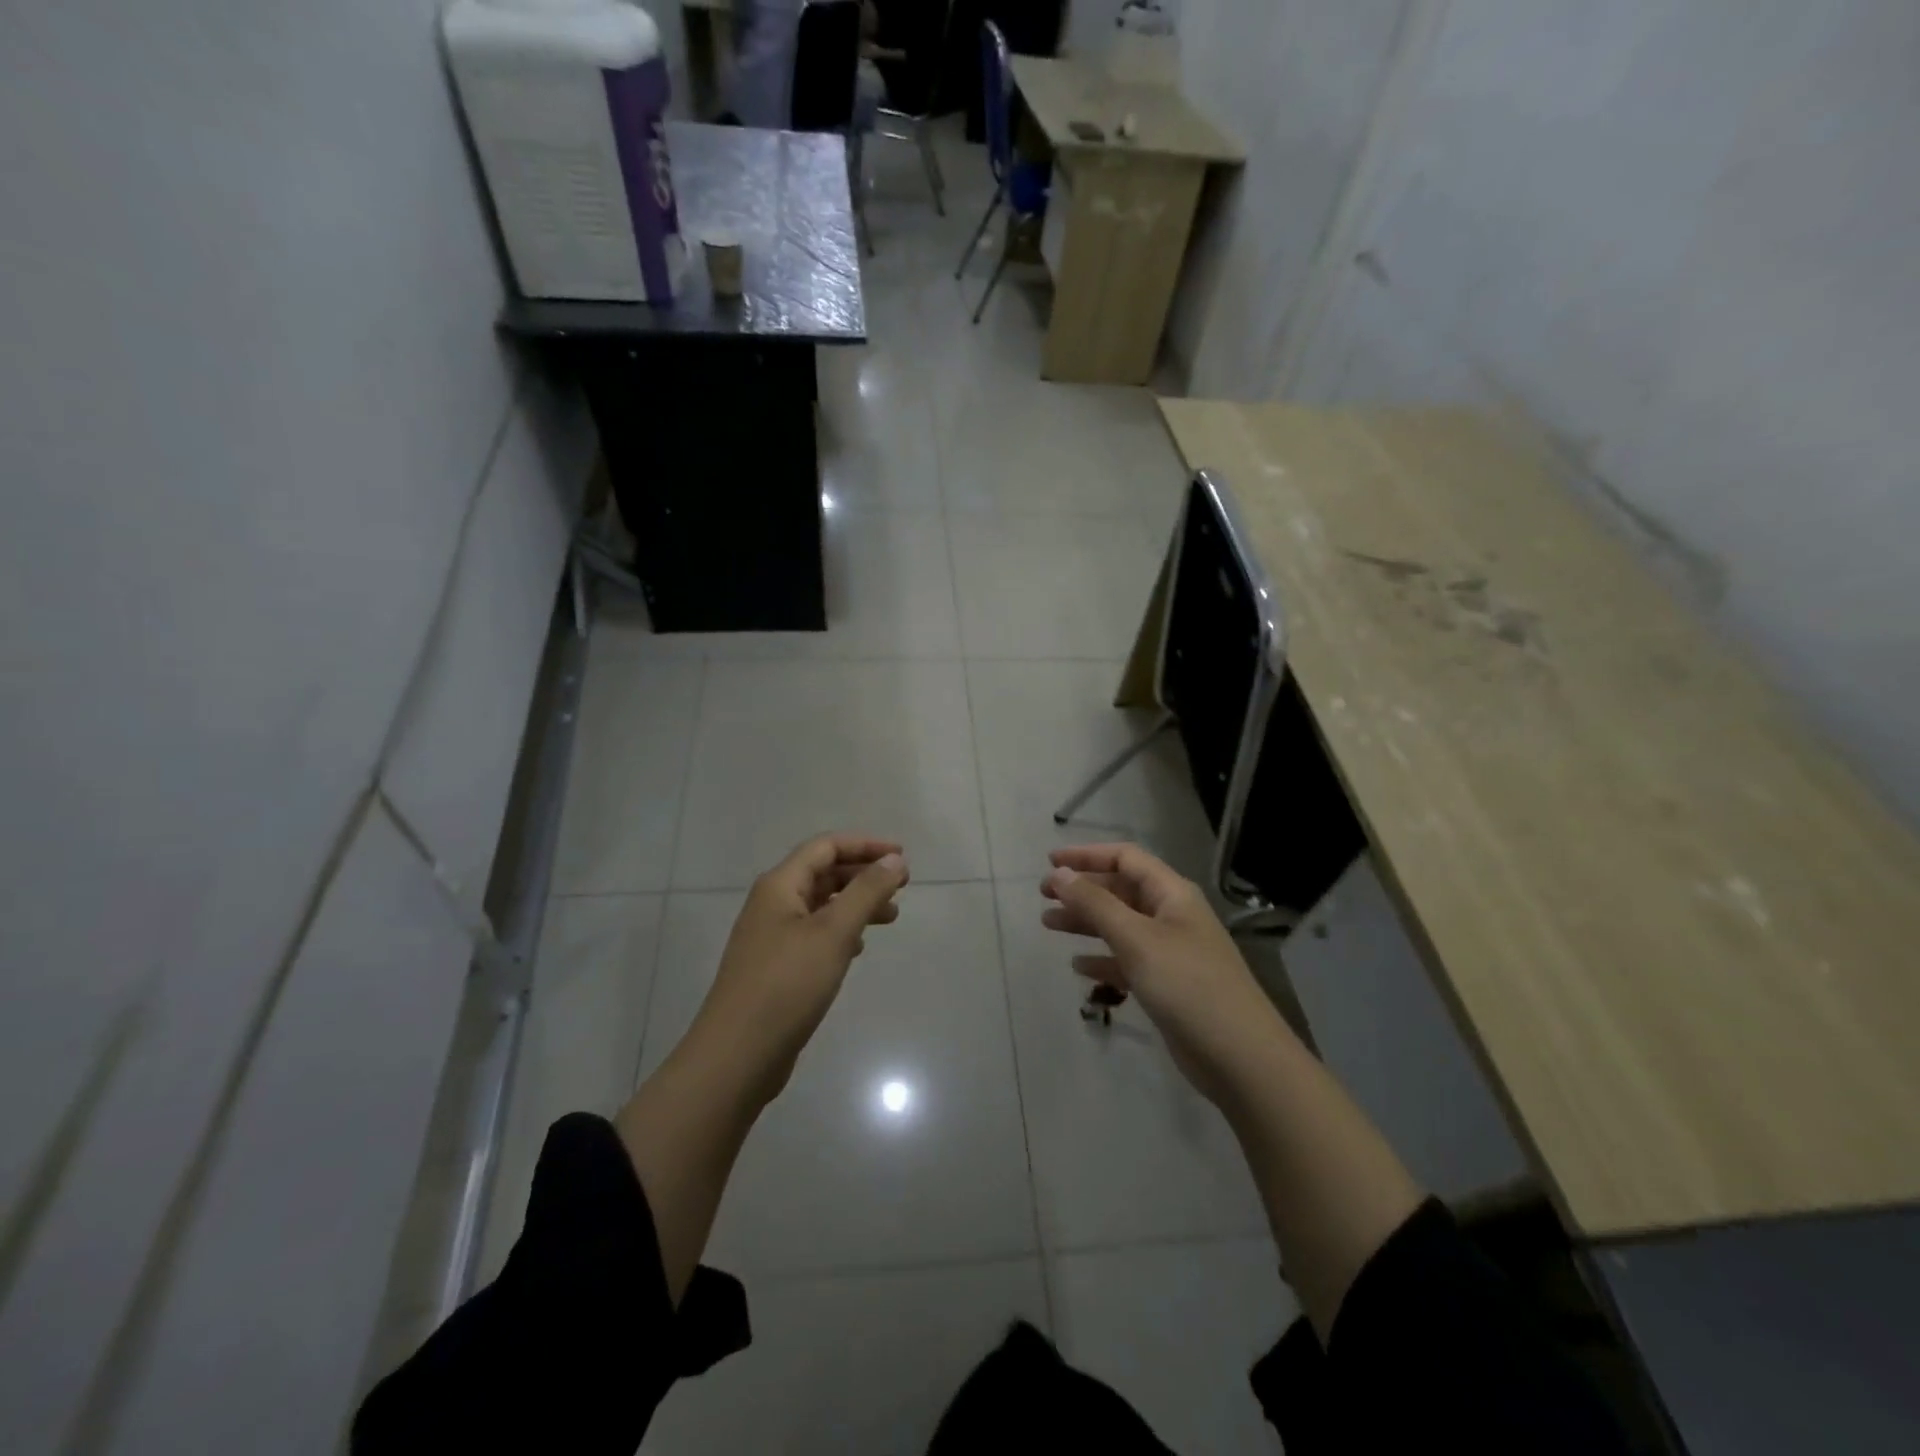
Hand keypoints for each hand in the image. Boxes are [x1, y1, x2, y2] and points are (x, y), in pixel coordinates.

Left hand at [685, 834, 908, 1102]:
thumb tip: (894, 859)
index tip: (902, 856)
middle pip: (823, 873)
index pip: (826, 847)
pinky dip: (841, 931)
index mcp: (780, 886)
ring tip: (891, 918)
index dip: (866, 845)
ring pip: (821, 905)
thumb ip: (866, 892)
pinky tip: (858, 948)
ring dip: (856, 904)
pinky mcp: (775, 967)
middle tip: (902, 887)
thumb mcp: (834, 933)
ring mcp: (771, 937)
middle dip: (863, 874)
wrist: (736, 1056)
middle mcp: (772, 904)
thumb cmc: (786, 985)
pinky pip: (814, 934)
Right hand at [1041, 844, 1283, 1107]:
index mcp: (1172, 894)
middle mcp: (1172, 915)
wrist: (1240, 1057)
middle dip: (1082, 889)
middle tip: (1043, 896)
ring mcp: (1171, 951)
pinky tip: (1079, 966)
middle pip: (1121, 890)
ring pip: (1120, 925)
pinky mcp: (1168, 984)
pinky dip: (1103, 958)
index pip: (1125, 858)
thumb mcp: (1136, 939)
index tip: (1050, 863)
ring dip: (1086, 921)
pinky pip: (1128, 959)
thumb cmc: (1187, 985)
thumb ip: (1095, 904)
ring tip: (1048, 924)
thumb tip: (1060, 874)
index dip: (1087, 855)